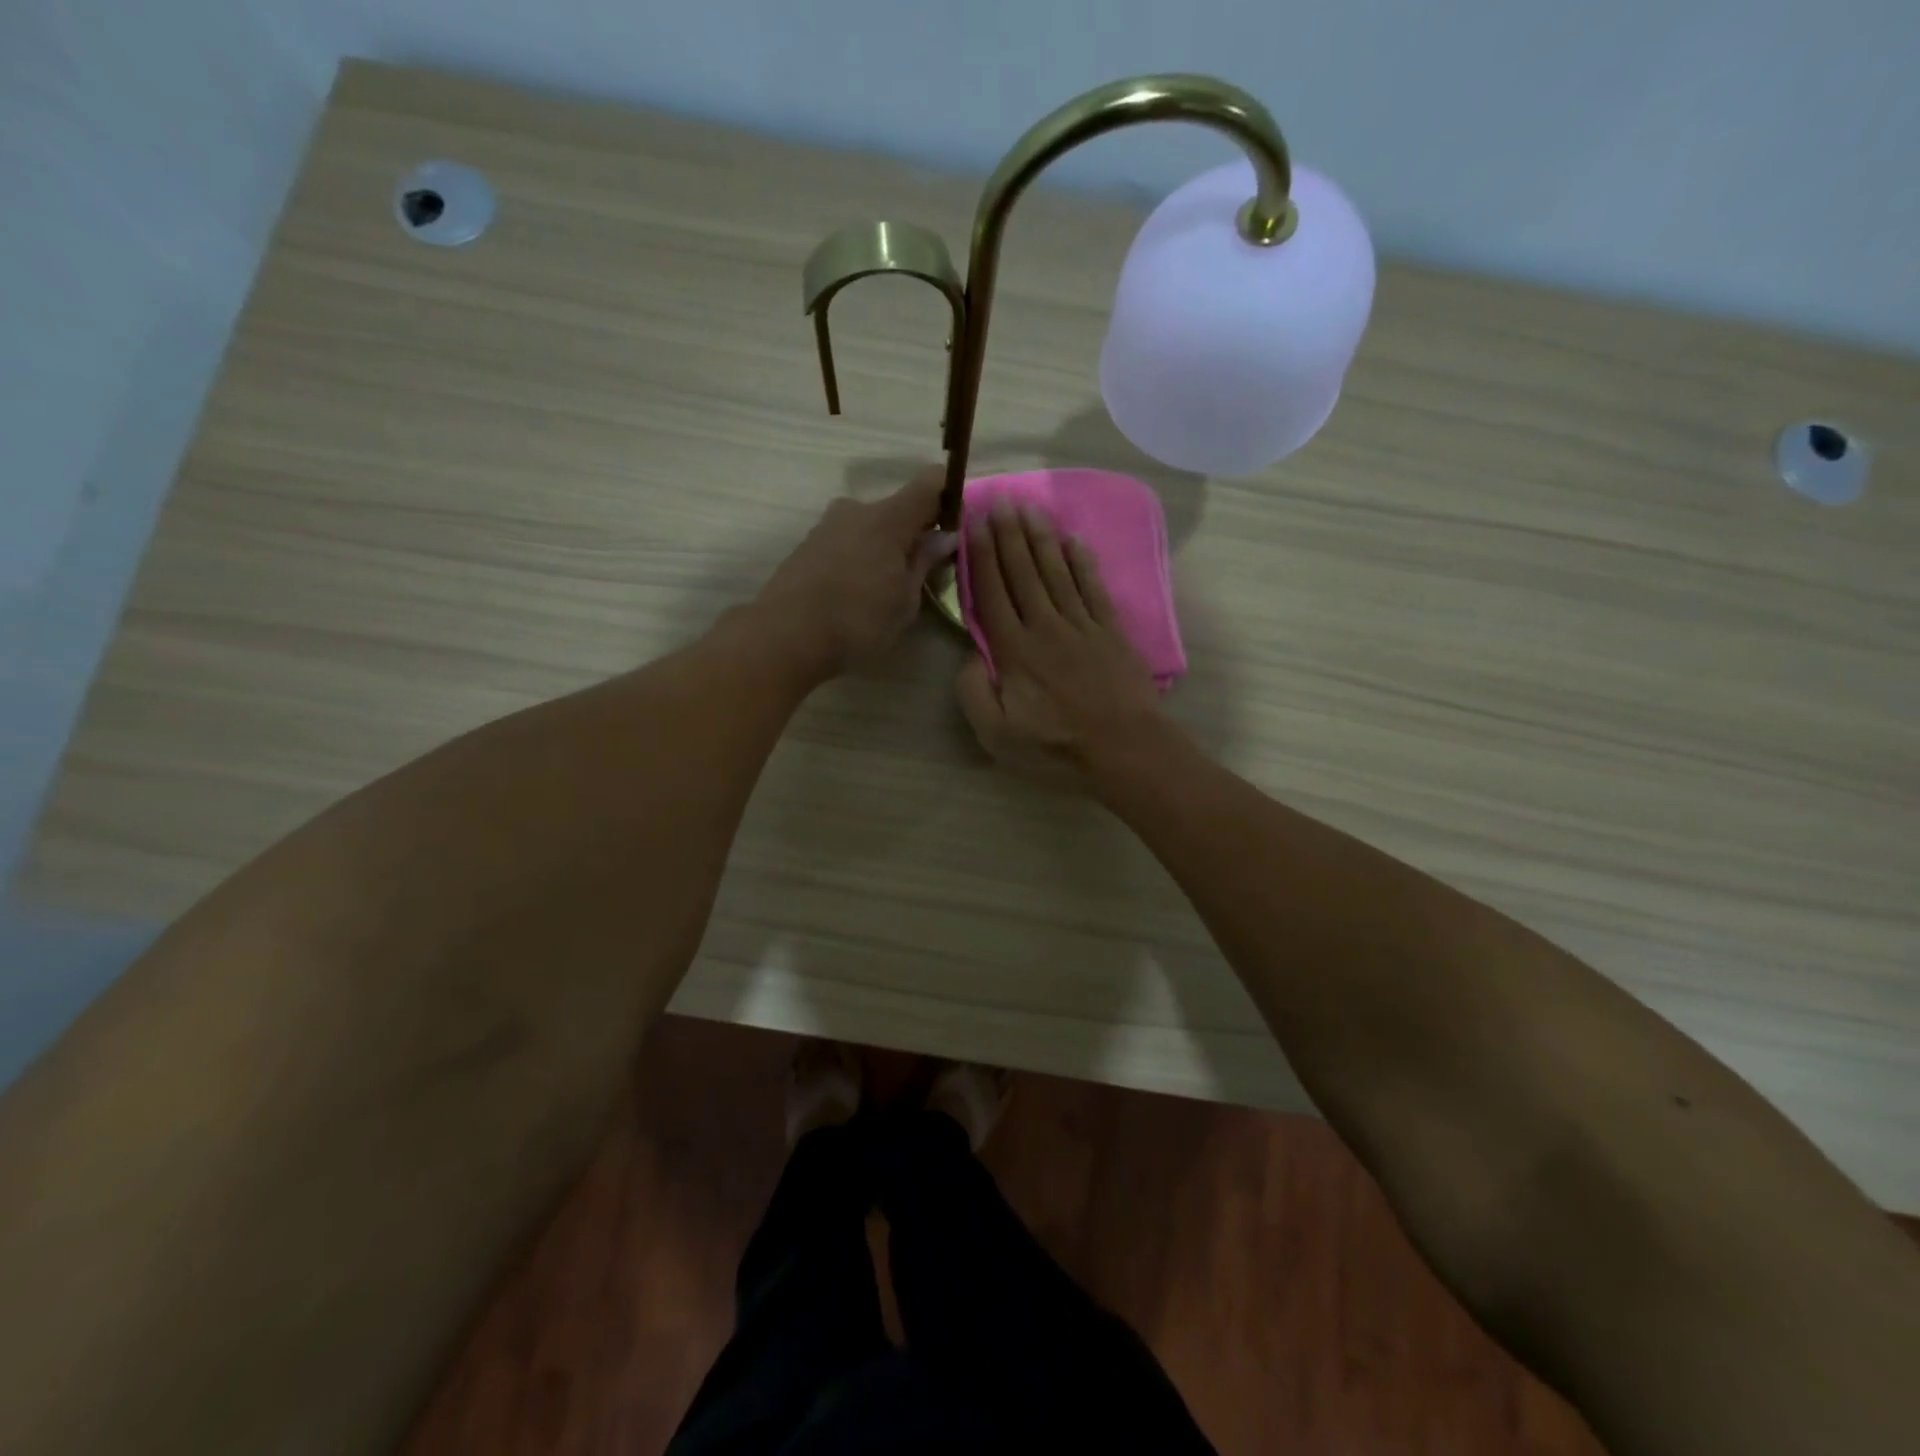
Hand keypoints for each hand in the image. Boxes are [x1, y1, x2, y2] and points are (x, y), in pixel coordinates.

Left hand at [756, 468, 953, 676]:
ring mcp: (828, 525)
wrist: (784, 636)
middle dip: (916, 532)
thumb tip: (944, 536)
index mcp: (889, 518)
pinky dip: (862, 556)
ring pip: (871, 526)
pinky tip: (859, 592)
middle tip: (925, 571)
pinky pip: (848, 540)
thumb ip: (925, 562)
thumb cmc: (857, 622)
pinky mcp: (808, 544)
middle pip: (899, 508)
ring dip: (886, 546)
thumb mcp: (905, 601)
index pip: (930, 483)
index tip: (957, 524)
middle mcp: (857, 509)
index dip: (949, 495)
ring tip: (888, 588)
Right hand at [956, 502, 1163, 783]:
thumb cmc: (1056, 745)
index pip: (993, 593)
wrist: (1123, 747)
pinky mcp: (1110, 631)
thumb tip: (970, 656)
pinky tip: (1074, 541)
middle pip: (1023, 573)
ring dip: (1041, 539)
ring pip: (1057, 572)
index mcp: (1015, 650)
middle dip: (1009, 535)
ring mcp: (1081, 625)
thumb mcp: (996, 734)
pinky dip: (1082, 563)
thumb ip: (974, 692)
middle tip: (1001, 500)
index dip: (983, 556)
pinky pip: (1093, 588)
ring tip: (1030, 508)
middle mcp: (1045, 626)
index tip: (976, 523)